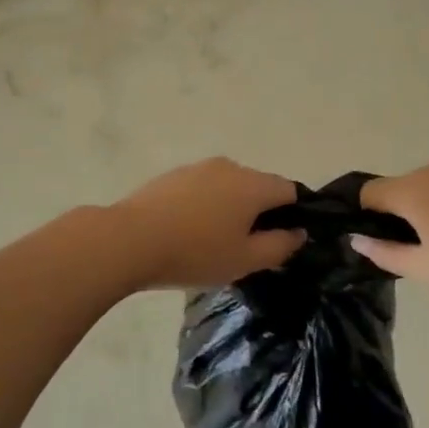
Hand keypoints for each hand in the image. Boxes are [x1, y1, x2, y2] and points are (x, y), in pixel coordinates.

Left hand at [112, 158, 303, 291]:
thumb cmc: (195, 252)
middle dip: (260, 213)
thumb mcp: (245, 260)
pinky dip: (205, 206)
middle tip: (247, 248)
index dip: (294, 214)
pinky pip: (203, 188)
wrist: (130, 239)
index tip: (282, 241)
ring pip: (229, 187)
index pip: (289, 190)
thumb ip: (280, 246)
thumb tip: (298, 232)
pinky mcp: (173, 175)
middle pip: (258, 186)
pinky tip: (189, 232)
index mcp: (253, 184)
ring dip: (230, 209)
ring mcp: (198, 167)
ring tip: (214, 242)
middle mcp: (230, 167)